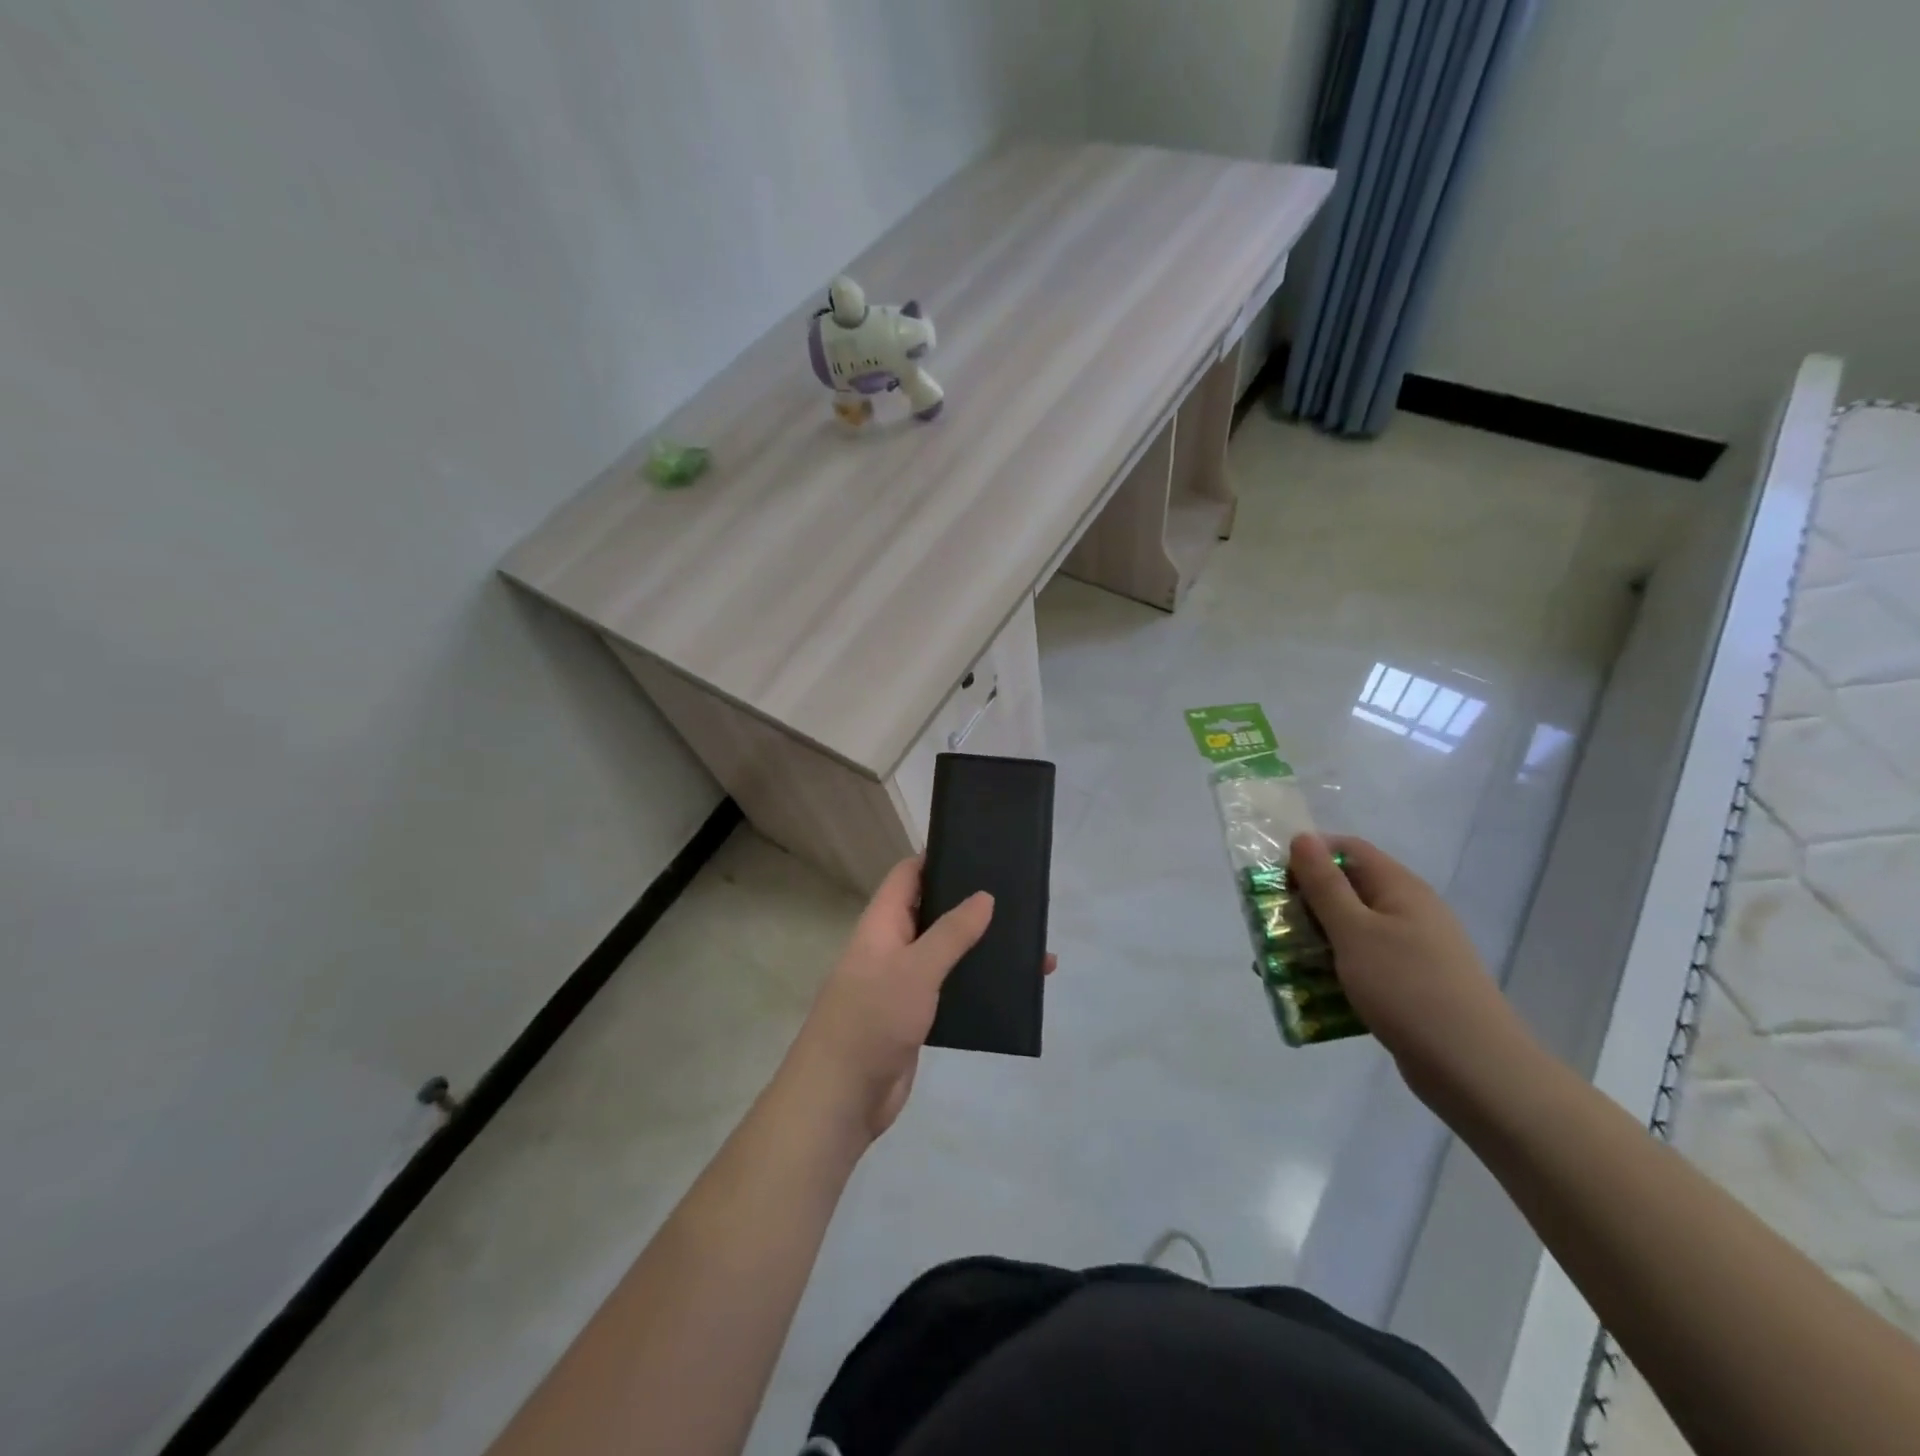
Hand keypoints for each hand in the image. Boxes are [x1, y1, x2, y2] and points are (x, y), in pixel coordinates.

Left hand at [784, 858, 1054, 1144]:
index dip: (937, 858)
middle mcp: (892, 947)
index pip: (908, 875)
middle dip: (970, 904)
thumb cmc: (872, 1019)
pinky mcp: (917, 1017)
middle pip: (933, 912)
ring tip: (1029, 943)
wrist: (841, 1098)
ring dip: (980, 948)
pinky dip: (978, 985)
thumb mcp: (914, 969)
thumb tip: (984, 896)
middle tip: (1017, 896)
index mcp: (882, 924)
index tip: (979, 849)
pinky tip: (1013, 988)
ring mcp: (904, 983)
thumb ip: (951, 932)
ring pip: (947, 953)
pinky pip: (951, 989)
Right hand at [1288, 833, 1528, 1112]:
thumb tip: (1302, 837)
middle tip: (1269, 926)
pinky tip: (1310, 993)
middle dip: (1303, 903)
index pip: (1348, 849)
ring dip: (1313, 941)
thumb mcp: (1354, 931)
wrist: (1474, 1070)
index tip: (1274, 880)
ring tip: (1278, 963)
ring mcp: (1411, 950)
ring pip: (1350, 931)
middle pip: (1346, 890)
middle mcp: (1408, 911)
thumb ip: (1325, 884)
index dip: (1309, 855)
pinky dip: (1333, 971)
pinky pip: (1361, 965)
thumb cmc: (1408, 988)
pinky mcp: (1408, 984)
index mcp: (1399, 888)